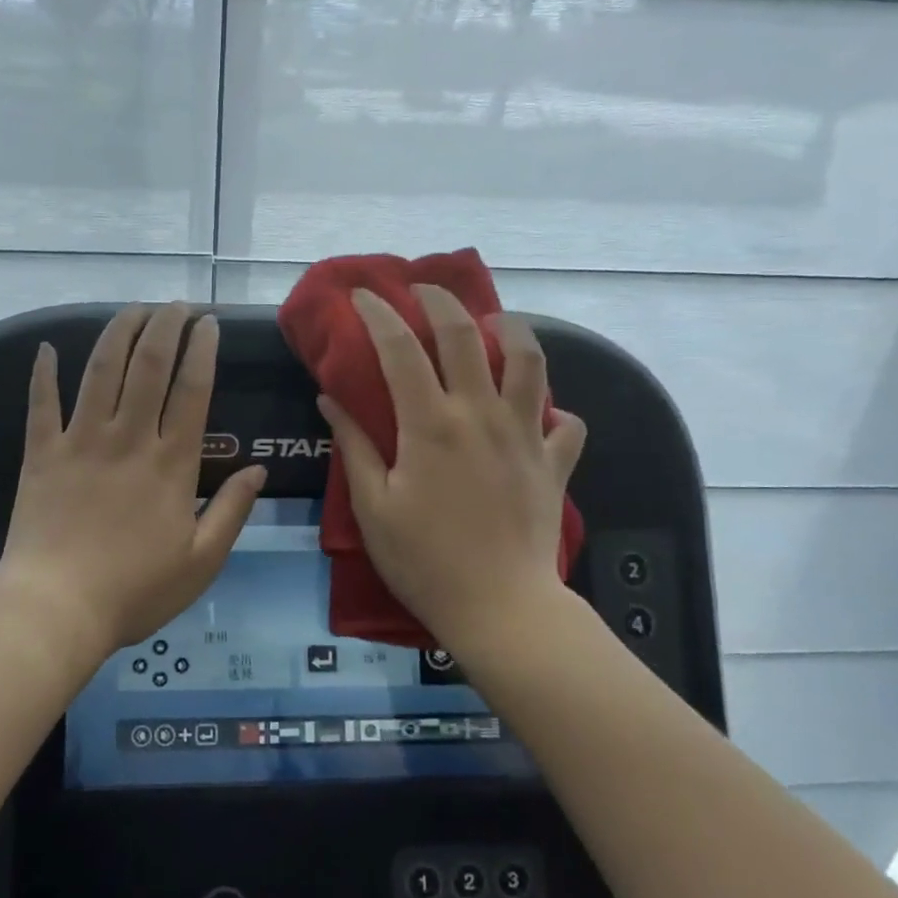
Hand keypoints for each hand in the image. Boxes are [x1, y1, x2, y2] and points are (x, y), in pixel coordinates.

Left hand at [0, 303, 267, 660]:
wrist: (56, 609)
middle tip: (176, 305)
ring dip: (119, 332)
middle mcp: (128, 438)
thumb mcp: (202, 561)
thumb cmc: (135, 591)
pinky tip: (46, 348)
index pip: (192, 390)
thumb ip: (233, 511)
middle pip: (148, 365)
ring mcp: (81, 441)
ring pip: (101, 370)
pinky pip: (41, 404)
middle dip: (165, 326)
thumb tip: (258, 469)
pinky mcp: (41, 454)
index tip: (208, 323)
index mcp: (171, 463)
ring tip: (134, 309)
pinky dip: (43, 374)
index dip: (202, 350)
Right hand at [317, 286, 585, 649]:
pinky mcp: (554, 462)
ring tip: (493, 324)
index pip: (400, 349)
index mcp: (431, 424)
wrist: (501, 608)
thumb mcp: (373, 506)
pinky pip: (567, 422)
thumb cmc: (424, 560)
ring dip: (511, 330)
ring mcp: (526, 435)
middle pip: (466, 335)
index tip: (364, 295)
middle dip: (441, 301)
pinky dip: (554, 409)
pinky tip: (538, 413)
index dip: (378, 314)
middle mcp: (481, 415)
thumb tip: (330, 399)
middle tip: (423, 289)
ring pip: (530, 361)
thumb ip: (355, 446)